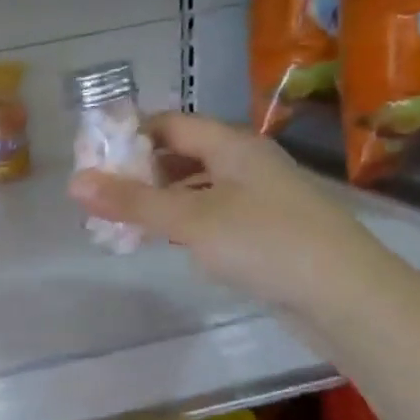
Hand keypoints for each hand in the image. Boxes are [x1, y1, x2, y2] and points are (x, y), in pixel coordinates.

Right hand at [68, 111, 385, 312]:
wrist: (346, 296)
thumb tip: (74, 183)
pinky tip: (164, 242)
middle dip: (138, 172)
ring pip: (194, 188)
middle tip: (99, 196)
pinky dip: (181, 222)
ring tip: (120, 222)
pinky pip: (210, 215)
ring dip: (157, 200)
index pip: (169, 124)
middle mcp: (245, 163)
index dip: (128, 135)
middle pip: (180, 154)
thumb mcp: (190, 219)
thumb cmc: (265, 242)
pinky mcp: (263, 231)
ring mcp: (257, 198)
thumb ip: (132, 201)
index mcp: (231, 145)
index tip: (91, 158)